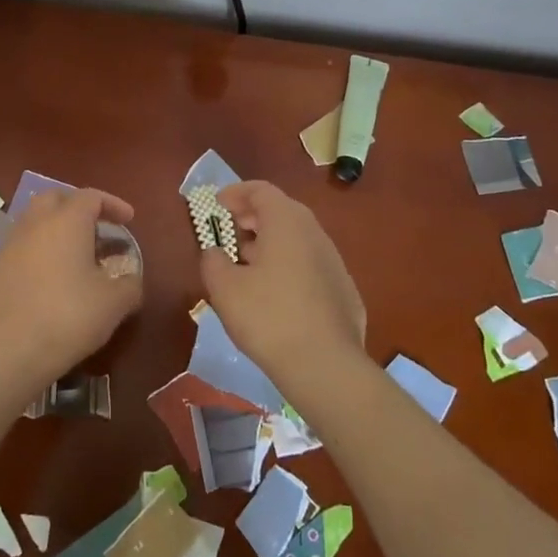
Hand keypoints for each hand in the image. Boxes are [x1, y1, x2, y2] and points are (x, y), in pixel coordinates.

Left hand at [0, 188, 143, 390]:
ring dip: (54, 230)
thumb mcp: (113, 303)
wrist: (8, 349)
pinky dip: (36, 254)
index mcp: (67, 221)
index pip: (91, 196)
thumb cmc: (68, 316)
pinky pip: (19, 250)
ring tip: (73, 256)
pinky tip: (47, 281)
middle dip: (77, 207)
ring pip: (33, 223)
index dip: (112, 204)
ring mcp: (9, 245)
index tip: (128, 220)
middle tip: (96, 229)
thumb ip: (129, 285)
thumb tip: (131, 280)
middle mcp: (35, 223)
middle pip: (56, 199)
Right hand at [200, 181, 366, 401]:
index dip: (236, 193)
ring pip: (297, 239)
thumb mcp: (224, 288)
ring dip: (270, 244)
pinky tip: (276, 296)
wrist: (325, 366)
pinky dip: (289, 267)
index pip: (261, 190)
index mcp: (286, 222)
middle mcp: (315, 233)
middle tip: (229, 234)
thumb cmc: (268, 317)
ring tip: (247, 267)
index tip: (217, 205)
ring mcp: (334, 261)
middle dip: (252, 218)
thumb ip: (213, 262)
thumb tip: (215, 253)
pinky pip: (310, 265)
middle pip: (281, 211)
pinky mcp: (344, 289)